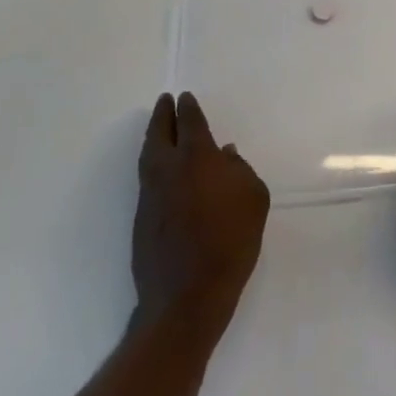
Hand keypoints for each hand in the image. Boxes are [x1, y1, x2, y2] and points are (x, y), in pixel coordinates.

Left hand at [133, 93, 269, 334]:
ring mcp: (150, 194)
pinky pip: (146, 178)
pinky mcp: (141, 218)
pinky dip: (152, 163)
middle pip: (160, 132)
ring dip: (153, 136)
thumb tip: (225, 155)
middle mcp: (168, 168)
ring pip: (148, 154)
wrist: (187, 297)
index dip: (187, 108)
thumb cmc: (230, 242)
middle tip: (164, 101)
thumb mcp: (254, 199)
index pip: (189, 122)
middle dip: (163, 114)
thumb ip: (239, 170)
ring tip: (159, 129)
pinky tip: (162, 169)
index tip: (184, 98)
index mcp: (197, 157)